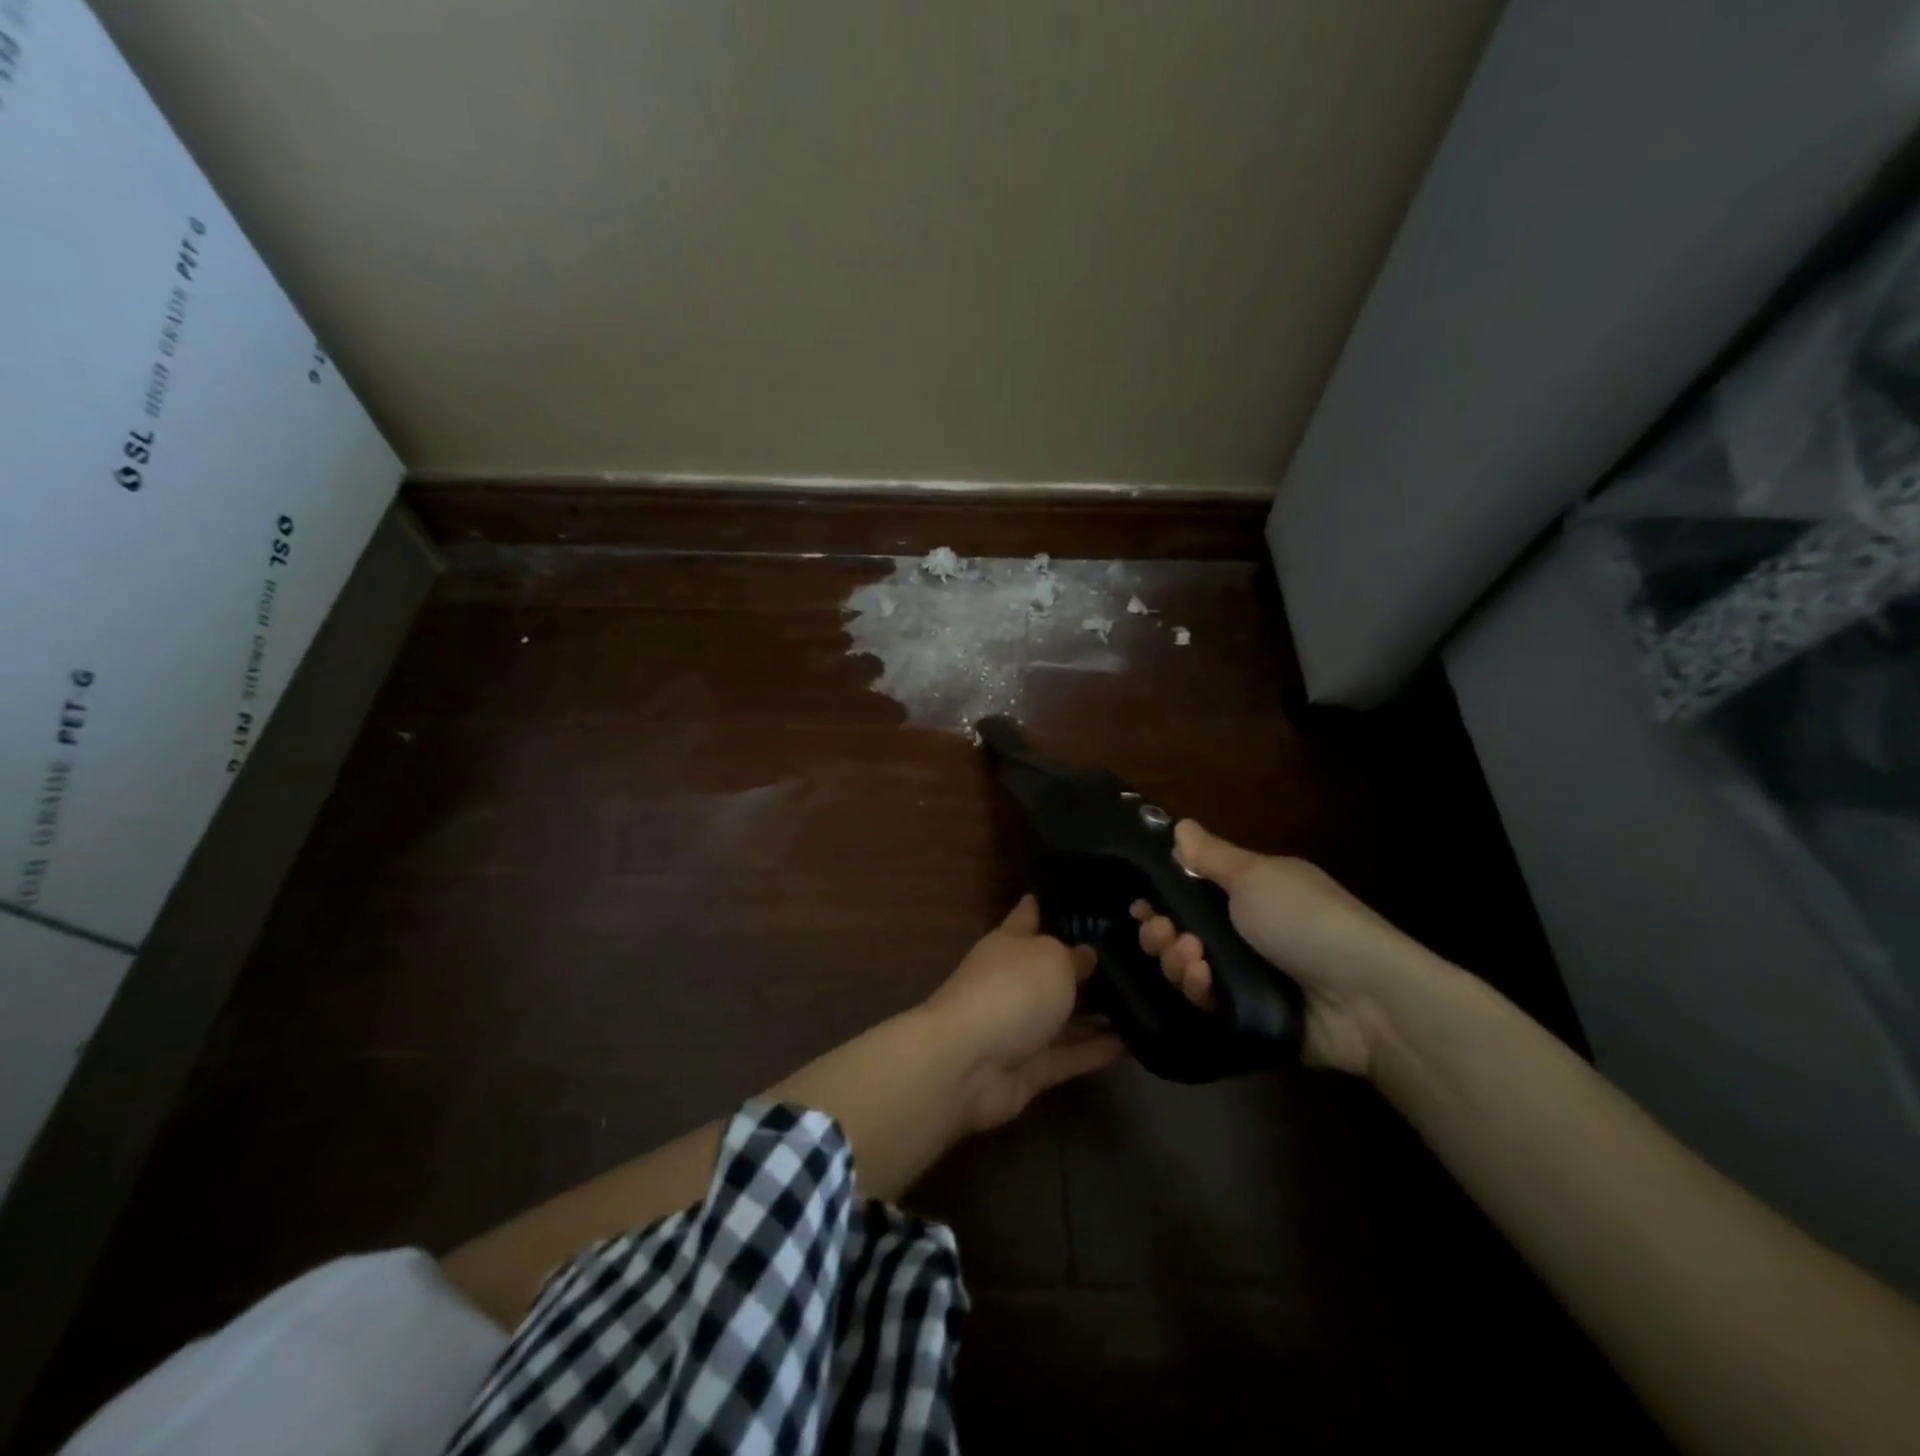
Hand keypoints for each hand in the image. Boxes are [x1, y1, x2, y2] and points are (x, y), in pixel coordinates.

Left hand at [922, 895, 1126, 1132]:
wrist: (970, 1063)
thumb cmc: (1012, 989)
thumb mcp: (1052, 958)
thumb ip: (1075, 957)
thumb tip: (1088, 957)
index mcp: (1009, 944)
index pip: (1026, 916)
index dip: (1042, 906)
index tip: (1070, 897)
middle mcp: (1014, 981)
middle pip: (1051, 970)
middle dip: (1085, 966)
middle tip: (1133, 958)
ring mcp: (1022, 1026)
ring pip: (1066, 1016)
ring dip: (1099, 1014)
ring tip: (1144, 1003)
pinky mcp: (1033, 1067)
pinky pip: (1072, 1055)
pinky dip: (1099, 1050)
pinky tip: (1136, 1044)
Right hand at [1131, 821, 1427, 1076]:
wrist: (1367, 999)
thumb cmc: (1307, 921)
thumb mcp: (1256, 877)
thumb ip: (1211, 856)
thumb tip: (1179, 823)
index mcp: (1246, 894)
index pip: (1187, 892)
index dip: (1158, 898)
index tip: (1140, 904)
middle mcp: (1241, 932)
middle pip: (1178, 932)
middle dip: (1159, 932)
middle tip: (1161, 931)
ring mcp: (1243, 975)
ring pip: (1185, 968)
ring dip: (1177, 960)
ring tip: (1193, 958)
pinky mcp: (1246, 1014)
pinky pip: (1204, 1001)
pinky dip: (1198, 990)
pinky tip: (1206, 983)